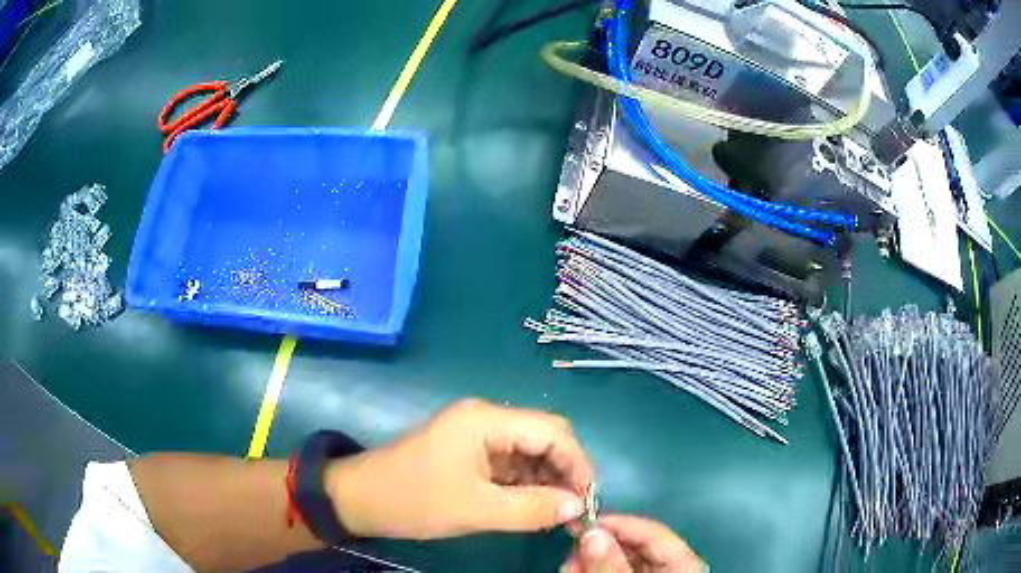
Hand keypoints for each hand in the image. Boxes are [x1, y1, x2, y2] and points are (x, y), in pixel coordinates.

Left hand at [325, 399, 593, 539]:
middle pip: (543, 438)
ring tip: (557, 515)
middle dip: (564, 473)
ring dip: (546, 481)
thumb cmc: (413, 500)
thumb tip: (578, 506)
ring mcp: (475, 435)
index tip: (588, 500)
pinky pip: (508, 464)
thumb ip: (533, 508)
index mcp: (486, 420)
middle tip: (575, 511)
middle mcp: (485, 419)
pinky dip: (525, 485)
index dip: (577, 464)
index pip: (552, 431)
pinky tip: (533, 508)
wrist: (359, 499)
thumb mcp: (476, 510)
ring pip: (528, 453)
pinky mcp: (468, 452)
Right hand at [562, 515, 703, 572]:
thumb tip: (592, 533)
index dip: (619, 524)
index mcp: (685, 563)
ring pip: (624, 559)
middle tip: (571, 549)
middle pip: (636, 546)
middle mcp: (675, 565)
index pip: (653, 532)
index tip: (584, 522)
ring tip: (568, 565)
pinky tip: (577, 571)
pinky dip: (597, 570)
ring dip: (593, 558)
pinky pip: (619, 570)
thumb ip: (612, 565)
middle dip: (599, 545)